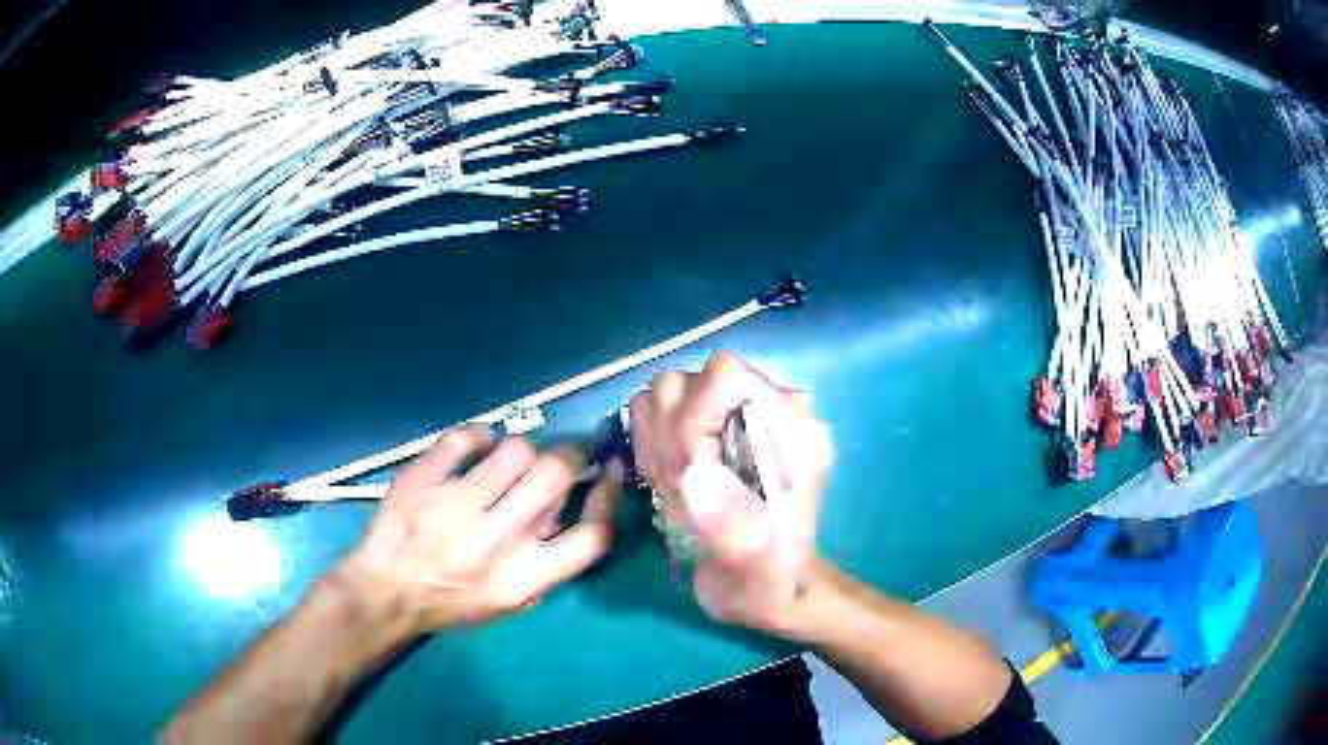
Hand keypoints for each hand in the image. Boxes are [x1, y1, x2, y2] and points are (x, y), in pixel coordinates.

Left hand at [338, 425, 620, 637]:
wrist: (386, 592)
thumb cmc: (455, 600)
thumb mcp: (513, 601)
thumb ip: (550, 561)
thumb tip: (575, 500)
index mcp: (522, 580)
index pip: (589, 537)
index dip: (608, 497)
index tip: (610, 470)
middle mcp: (492, 543)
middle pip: (555, 476)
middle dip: (571, 454)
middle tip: (564, 453)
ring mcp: (452, 507)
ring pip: (516, 449)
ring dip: (525, 449)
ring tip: (512, 461)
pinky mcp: (420, 480)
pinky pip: (467, 436)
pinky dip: (481, 435)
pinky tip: (478, 447)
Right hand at [629, 352, 832, 635]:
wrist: (767, 586)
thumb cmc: (765, 584)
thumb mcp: (754, 573)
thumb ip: (735, 530)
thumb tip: (697, 474)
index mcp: (795, 433)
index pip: (725, 378)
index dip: (690, 421)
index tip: (686, 475)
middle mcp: (772, 408)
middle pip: (689, 382)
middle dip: (668, 437)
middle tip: (677, 489)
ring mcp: (742, 411)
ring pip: (669, 392)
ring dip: (657, 442)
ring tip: (675, 488)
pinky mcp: (717, 421)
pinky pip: (662, 408)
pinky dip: (652, 442)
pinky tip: (671, 479)